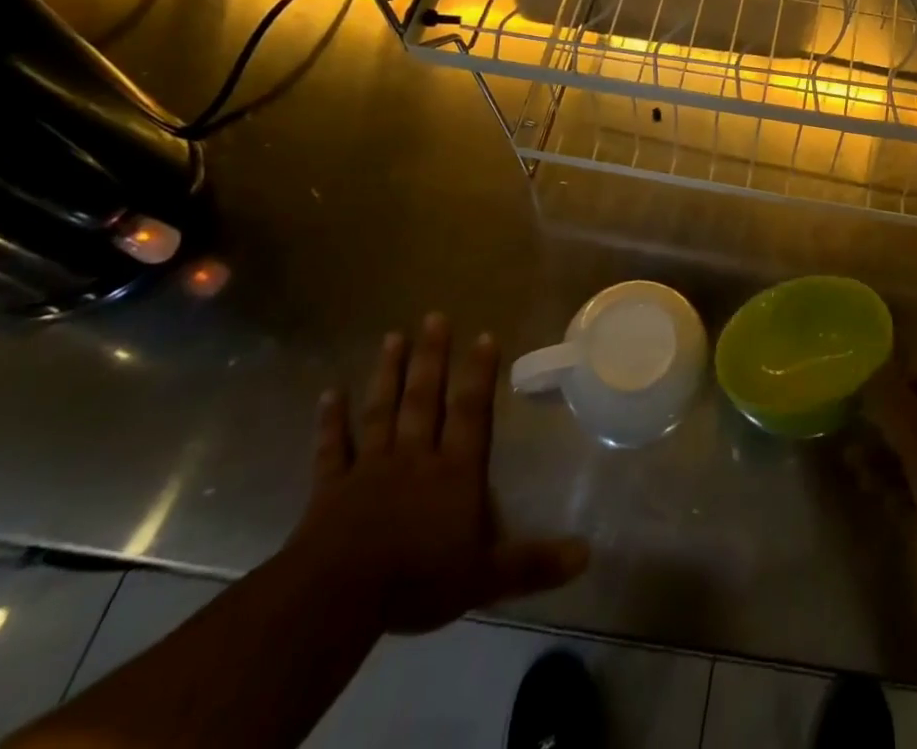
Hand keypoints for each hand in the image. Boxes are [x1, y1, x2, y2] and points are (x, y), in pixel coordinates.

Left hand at [285, 315, 589, 634]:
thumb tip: (588, 555)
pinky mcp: (330, 489)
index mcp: (455, 470)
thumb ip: (534, 562)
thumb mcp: (485, 576)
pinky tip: (329, 393)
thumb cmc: (417, 580)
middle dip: (432, 357)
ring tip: (393, 336)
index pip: (472, 412)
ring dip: (387, 374)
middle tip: (434, 316)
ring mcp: (370, 468)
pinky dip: (330, 421)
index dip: (479, 373)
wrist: (336, 600)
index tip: (484, 334)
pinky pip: (332, 448)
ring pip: (382, 411)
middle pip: (425, 398)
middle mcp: (415, 456)